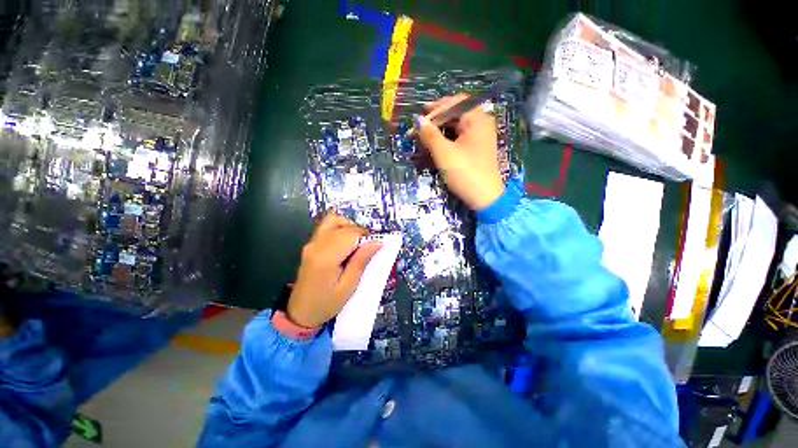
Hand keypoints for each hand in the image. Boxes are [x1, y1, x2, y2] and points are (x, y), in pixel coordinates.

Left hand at [287, 214, 381, 327]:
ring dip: (350, 228)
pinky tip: (346, 243)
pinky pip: (328, 226)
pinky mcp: (311, 244)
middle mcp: (316, 245)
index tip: (375, 247)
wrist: (301, 312)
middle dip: (360, 233)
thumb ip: (361, 261)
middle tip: (367, 248)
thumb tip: (377, 242)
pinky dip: (341, 229)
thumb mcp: (349, 286)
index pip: (350, 233)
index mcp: (326, 257)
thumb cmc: (327, 303)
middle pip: (343, 226)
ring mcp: (312, 242)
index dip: (366, 236)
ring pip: (334, 220)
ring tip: (356, 244)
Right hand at [415, 94, 504, 210]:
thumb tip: (418, 120)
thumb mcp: (444, 153)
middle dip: (436, 120)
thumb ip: (430, 135)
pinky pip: (460, 136)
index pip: (453, 103)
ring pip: (457, 126)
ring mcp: (480, 136)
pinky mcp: (477, 148)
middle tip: (419, 129)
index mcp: (477, 119)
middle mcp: (481, 123)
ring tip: (424, 137)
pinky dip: (447, 138)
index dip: (434, 110)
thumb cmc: (465, 172)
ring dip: (439, 130)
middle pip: (455, 113)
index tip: (418, 120)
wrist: (485, 198)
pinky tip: (436, 144)